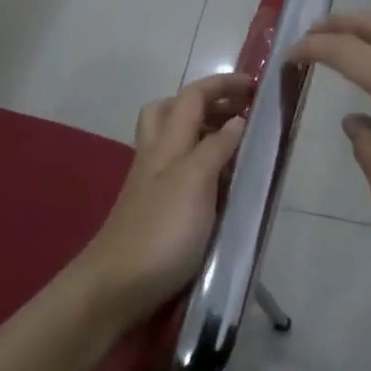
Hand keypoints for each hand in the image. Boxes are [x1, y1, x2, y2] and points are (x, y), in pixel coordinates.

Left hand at [74, 72, 252, 327]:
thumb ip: (216, 148)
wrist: (115, 286)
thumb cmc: (161, 231)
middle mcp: (156, 156)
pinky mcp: (155, 210)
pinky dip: (201, 165)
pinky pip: (180, 172)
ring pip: (174, 141)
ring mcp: (152, 184)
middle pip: (172, 111)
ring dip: (203, 132)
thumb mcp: (195, 183)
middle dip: (205, 102)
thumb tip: (237, 119)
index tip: (255, 86)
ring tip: (237, 146)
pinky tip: (220, 185)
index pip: (192, 96)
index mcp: (166, 143)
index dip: (221, 84)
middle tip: (239, 113)